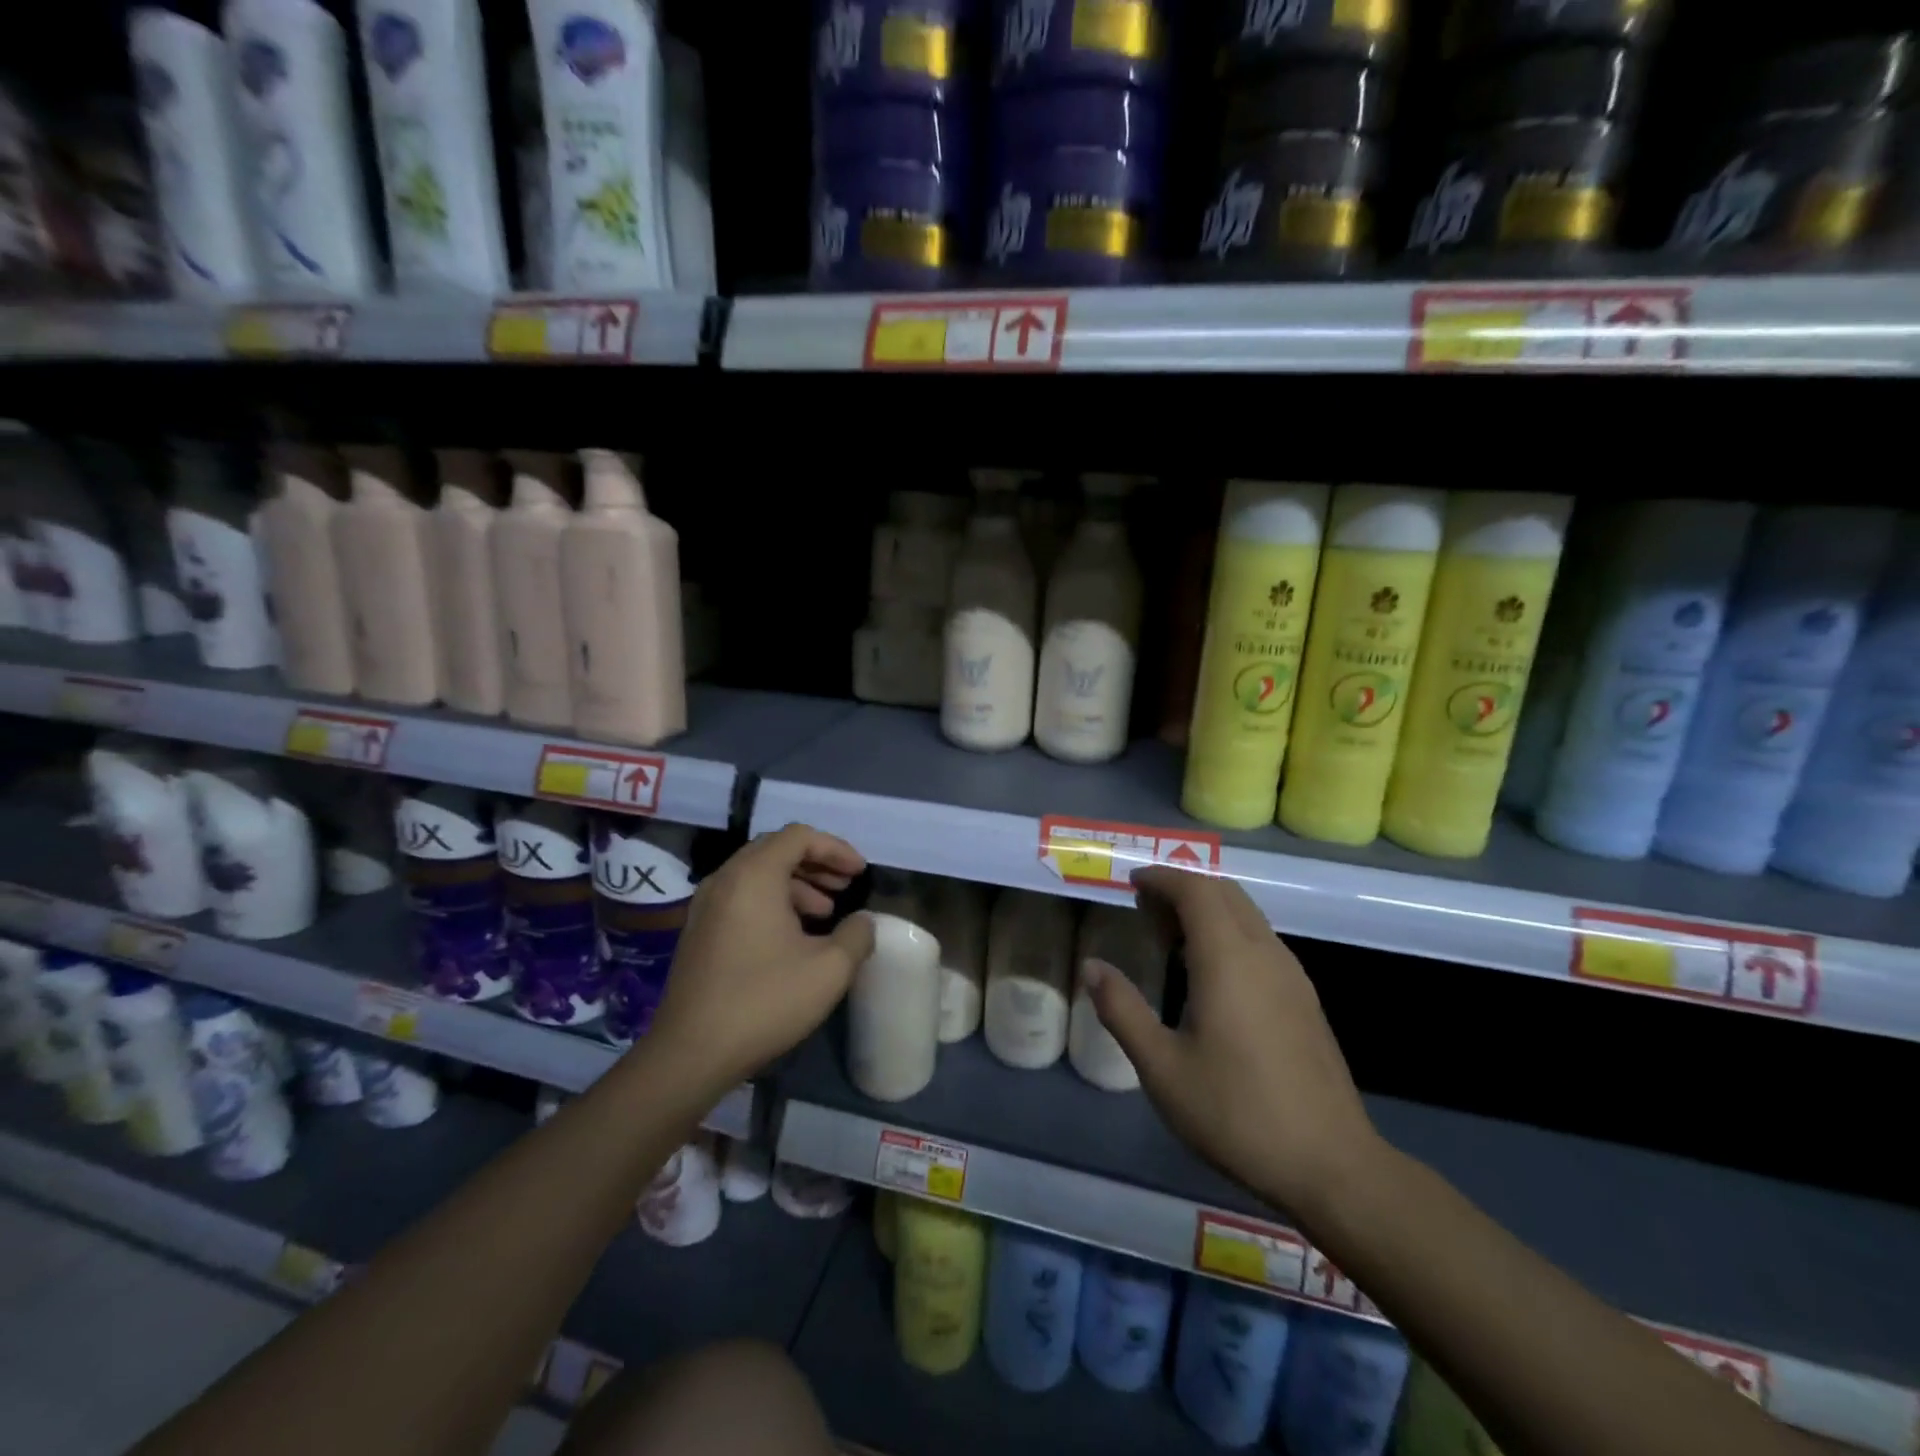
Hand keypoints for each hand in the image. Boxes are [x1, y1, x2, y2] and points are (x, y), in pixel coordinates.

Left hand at [648, 824, 874, 1091]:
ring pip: (758, 874)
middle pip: (776, 850)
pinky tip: (793, 936)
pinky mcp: (699, 931)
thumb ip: (857, 936)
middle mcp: (725, 880)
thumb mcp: (829, 969)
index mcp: (753, 876)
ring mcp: (706, 906)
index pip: (799, 836)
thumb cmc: (764, 1001)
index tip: (859, 874)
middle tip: (845, 886)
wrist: (691, 1053)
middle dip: (817, 864)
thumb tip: (863, 922)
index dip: (835, 848)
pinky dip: (773, 902)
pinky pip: (742, 897)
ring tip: (825, 913)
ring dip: (797, 884)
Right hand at [1083, 866, 1377, 1216]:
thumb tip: (1092, 967)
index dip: (1162, 878)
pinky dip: (1228, 931)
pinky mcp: (1304, 998)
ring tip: (1168, 936)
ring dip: (1207, 908)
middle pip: (1224, 893)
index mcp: (1228, 959)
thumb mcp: (1162, 1067)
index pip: (1196, 889)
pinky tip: (1208, 972)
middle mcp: (1264, 953)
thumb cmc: (1236, 1113)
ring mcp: (1291, 975)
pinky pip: (1260, 939)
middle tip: (1144, 909)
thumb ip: (1122, 1010)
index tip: (1131, 884)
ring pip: (1246, 914)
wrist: (1331, 1166)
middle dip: (1182, 888)